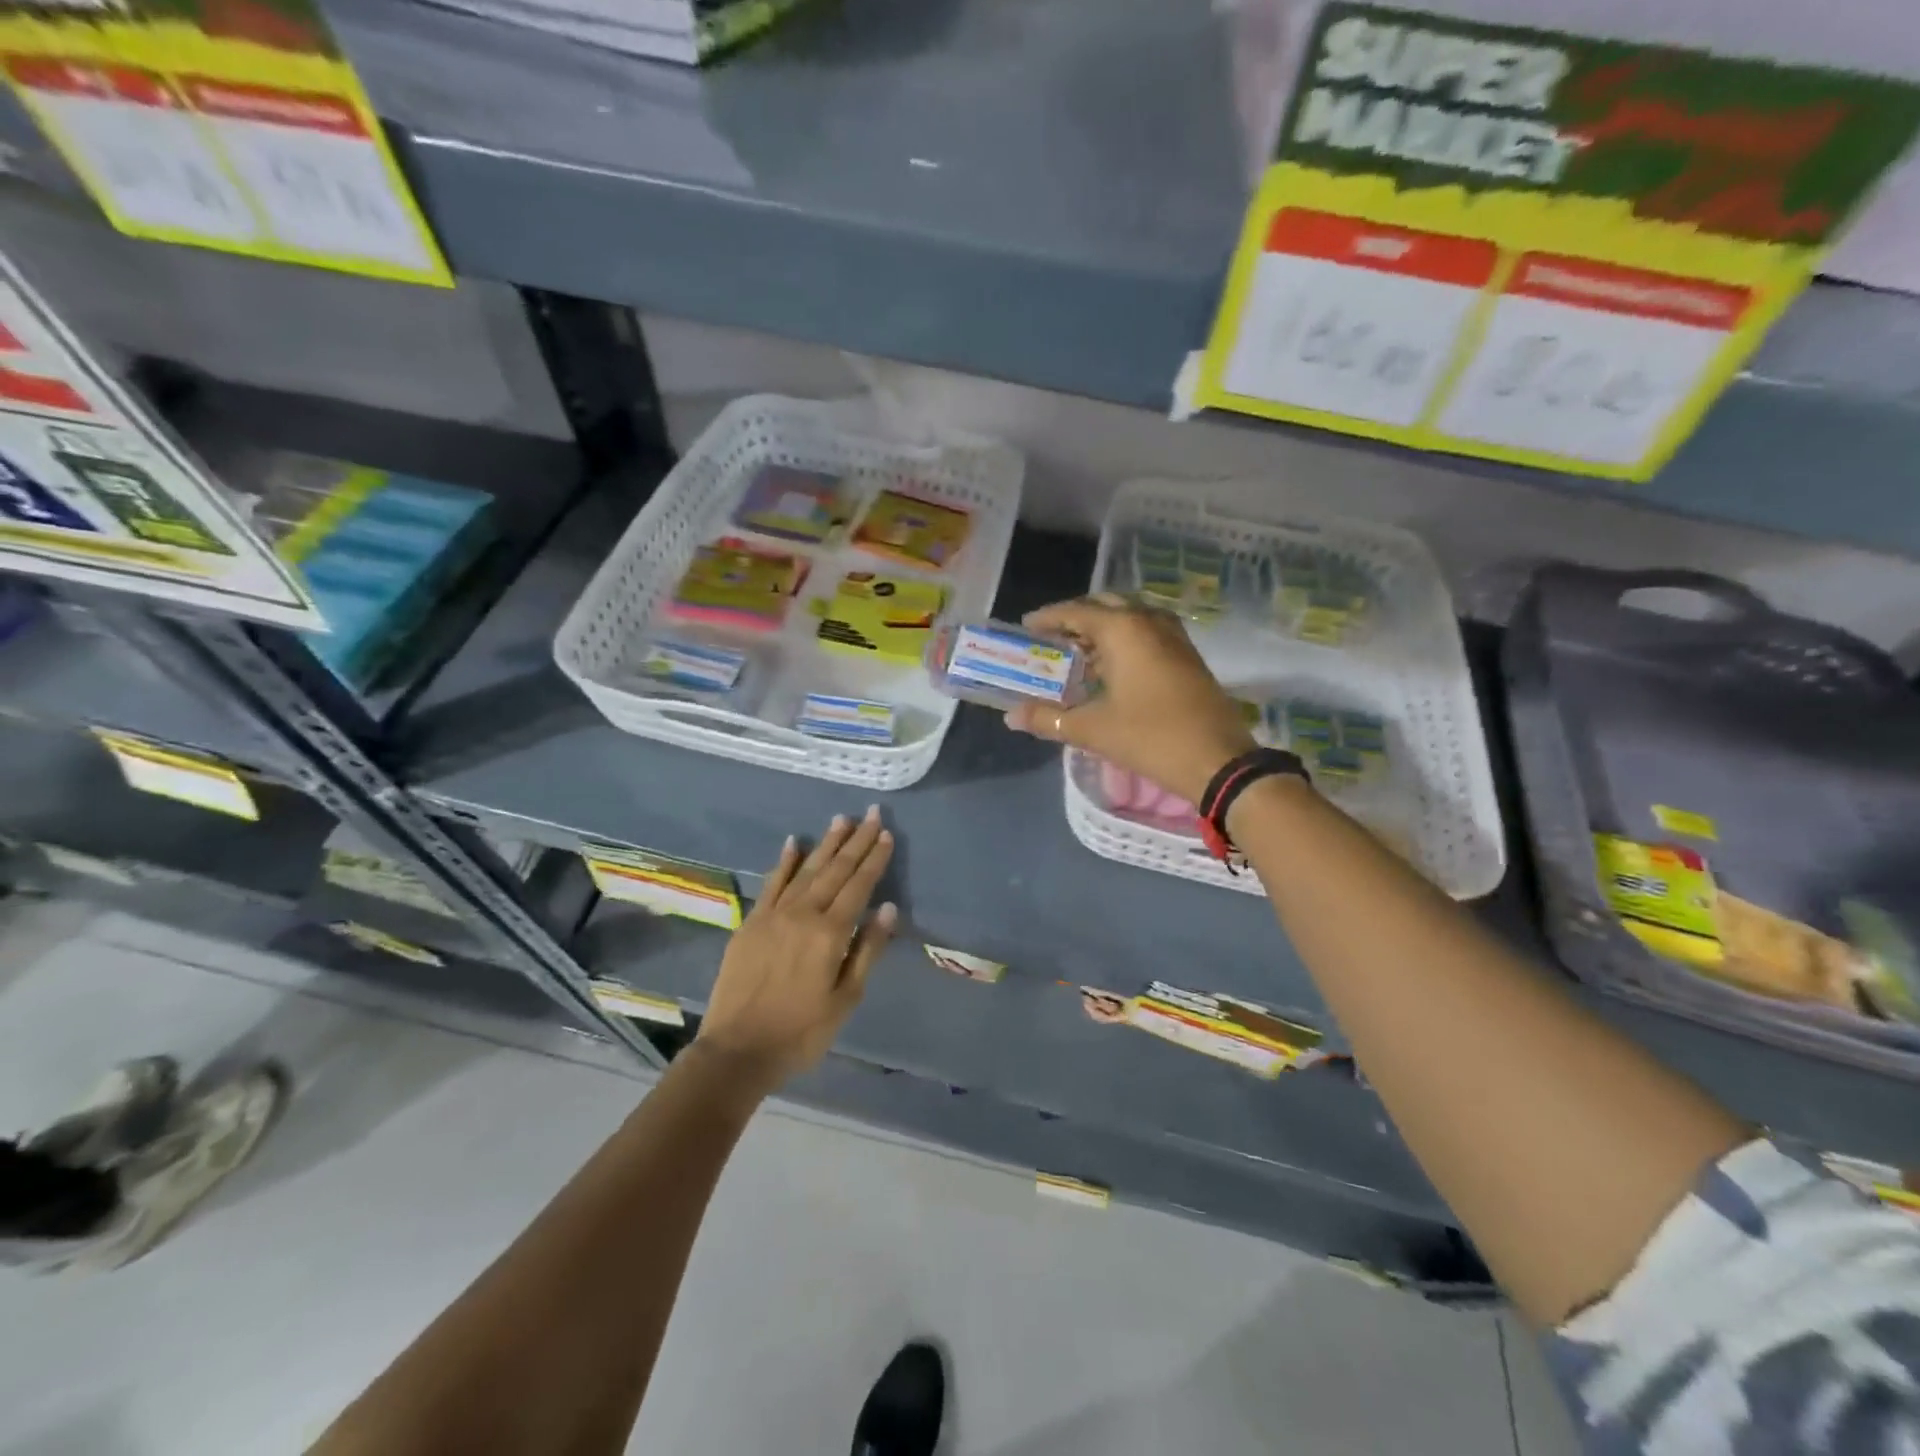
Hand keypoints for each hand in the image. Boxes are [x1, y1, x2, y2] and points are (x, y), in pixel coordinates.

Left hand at [693, 808, 897, 1093]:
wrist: (736, 1051)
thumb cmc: (800, 1032)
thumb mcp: (846, 1000)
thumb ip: (868, 950)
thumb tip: (888, 908)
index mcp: (830, 933)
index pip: (859, 886)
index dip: (874, 859)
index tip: (885, 833)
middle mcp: (803, 914)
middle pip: (835, 870)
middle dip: (855, 841)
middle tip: (871, 813)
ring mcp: (773, 915)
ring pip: (806, 869)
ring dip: (826, 843)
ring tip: (841, 819)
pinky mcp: (751, 922)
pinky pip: (771, 883)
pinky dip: (784, 861)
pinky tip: (794, 842)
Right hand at [1004, 594, 1253, 803]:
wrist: (1218, 760)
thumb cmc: (1150, 737)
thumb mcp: (1093, 729)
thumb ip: (1048, 718)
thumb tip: (1011, 716)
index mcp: (1124, 629)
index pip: (1077, 611)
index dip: (1048, 618)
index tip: (1026, 627)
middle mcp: (1149, 622)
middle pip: (1105, 605)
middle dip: (1077, 617)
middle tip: (1052, 637)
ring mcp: (1174, 637)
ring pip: (1130, 617)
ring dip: (1103, 627)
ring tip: (1079, 652)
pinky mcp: (1187, 655)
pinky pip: (1148, 632)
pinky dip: (1125, 639)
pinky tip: (1113, 667)